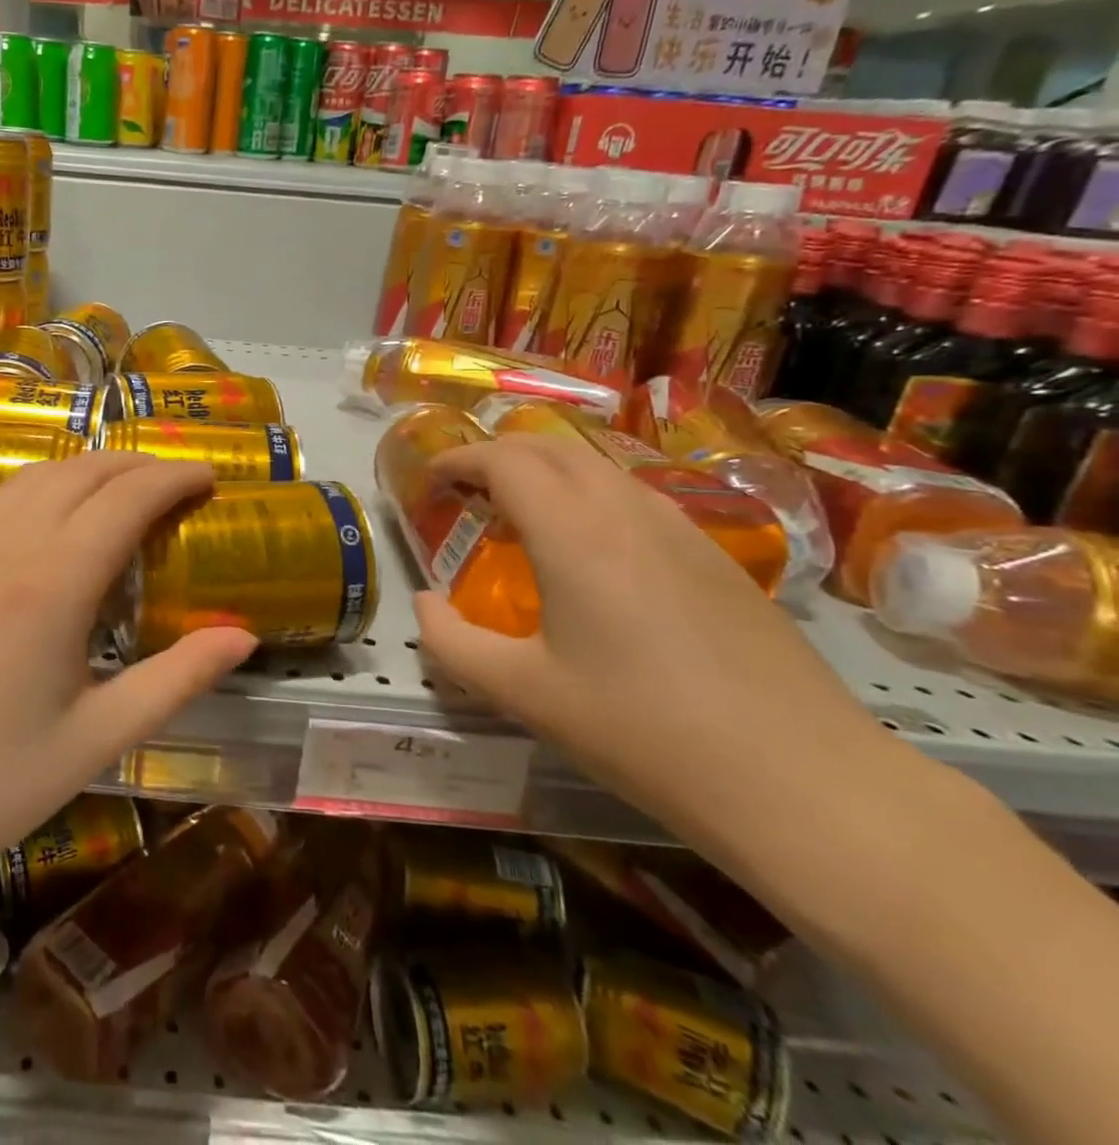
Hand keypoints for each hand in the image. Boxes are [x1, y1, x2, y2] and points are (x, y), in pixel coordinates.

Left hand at [0, 452, 257, 904]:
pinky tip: (54, 512)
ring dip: (90, 468)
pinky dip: (44, 482)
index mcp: (52, 584)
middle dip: (139, 465)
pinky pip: (0, 496)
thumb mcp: (95, 741)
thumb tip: (242, 636)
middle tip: (180, 484)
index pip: (126, 499)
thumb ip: (175, 680)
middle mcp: (6, 546)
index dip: (174, 478)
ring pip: (37, 474)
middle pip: (83, 472)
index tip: (211, 478)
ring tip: (127, 490)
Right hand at [412, 434, 893, 859]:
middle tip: (466, 490)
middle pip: (552, 447)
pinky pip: (635, 496)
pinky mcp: (716, 557)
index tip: (431, 478)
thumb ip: (452, 644)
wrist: (803, 781)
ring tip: (521, 516)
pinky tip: (589, 552)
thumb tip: (425, 605)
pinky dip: (589, 496)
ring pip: (599, 467)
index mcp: (574, 534)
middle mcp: (627, 511)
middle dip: (498, 454)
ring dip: (546, 472)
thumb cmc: (642, 732)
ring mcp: (681, 529)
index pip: (505, 460)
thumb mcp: (523, 694)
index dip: (460, 458)